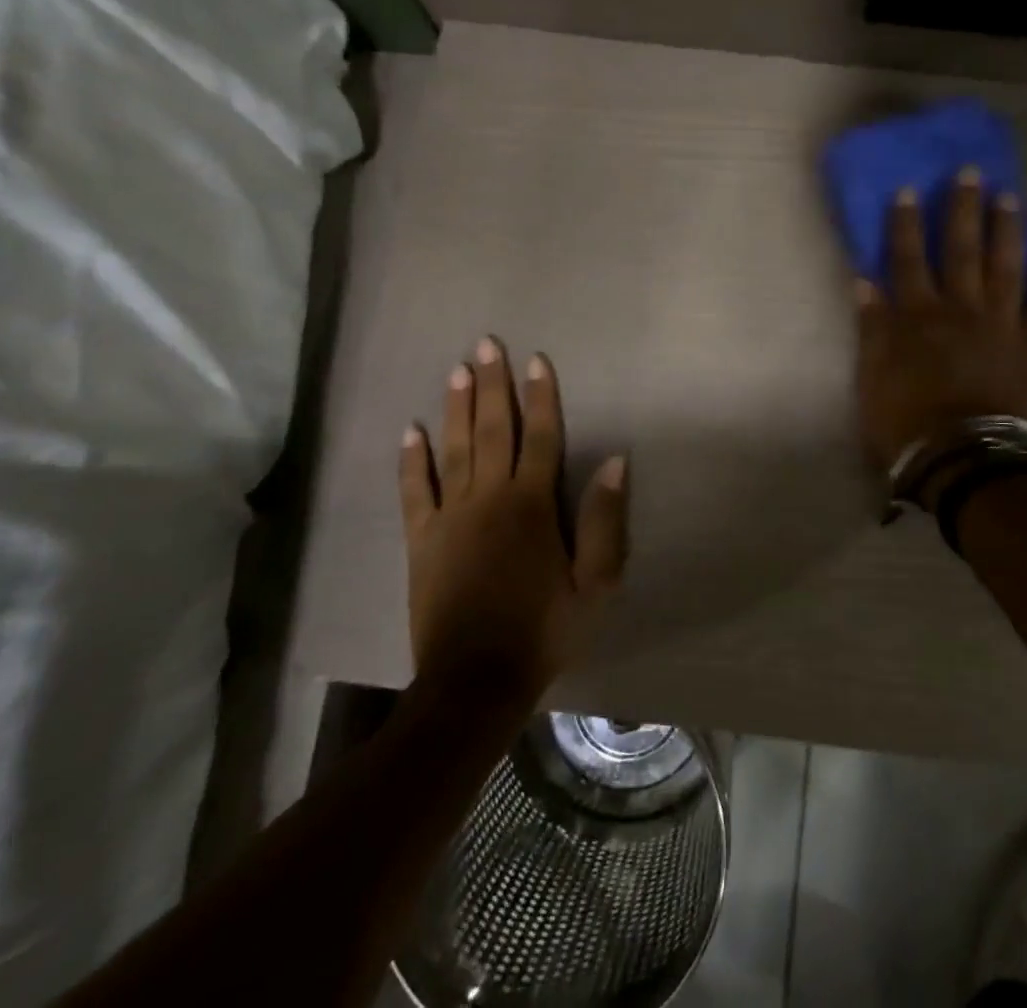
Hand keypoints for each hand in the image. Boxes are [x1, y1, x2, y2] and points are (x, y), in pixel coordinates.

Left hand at [398, 339, 628, 696]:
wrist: (476, 682)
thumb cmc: (545, 631)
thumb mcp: (596, 583)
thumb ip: (604, 520)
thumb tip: (616, 462)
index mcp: (532, 506)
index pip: (540, 437)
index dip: (541, 397)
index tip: (538, 360)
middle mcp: (490, 499)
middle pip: (494, 431)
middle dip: (494, 385)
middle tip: (486, 345)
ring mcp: (450, 518)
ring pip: (454, 450)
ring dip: (457, 408)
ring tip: (456, 371)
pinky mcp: (421, 541)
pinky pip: (414, 492)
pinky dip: (411, 461)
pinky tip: (410, 431)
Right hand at [855, 168, 1026, 469]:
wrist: (970, 463)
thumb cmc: (910, 425)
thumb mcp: (872, 380)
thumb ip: (872, 330)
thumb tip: (865, 283)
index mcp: (919, 317)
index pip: (908, 259)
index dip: (906, 224)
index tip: (909, 189)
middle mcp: (962, 310)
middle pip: (962, 251)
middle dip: (963, 210)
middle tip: (971, 173)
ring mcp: (1003, 326)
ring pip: (1006, 268)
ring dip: (1008, 231)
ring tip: (1011, 199)